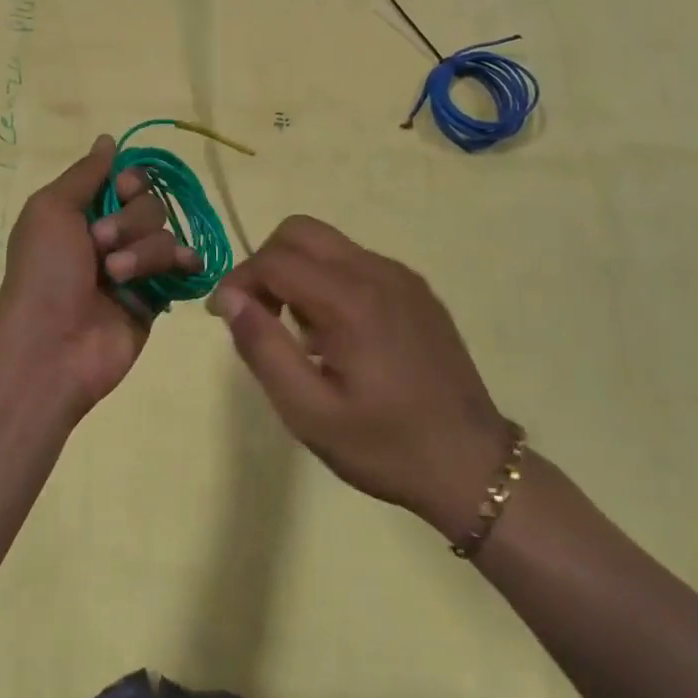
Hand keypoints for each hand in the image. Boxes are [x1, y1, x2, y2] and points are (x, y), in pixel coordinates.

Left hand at [0, 135, 200, 417]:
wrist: (52, 345)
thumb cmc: (44, 271)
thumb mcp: (51, 209)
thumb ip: (86, 173)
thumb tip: (108, 139)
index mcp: (83, 212)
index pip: (127, 179)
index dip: (131, 181)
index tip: (121, 190)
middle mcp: (111, 235)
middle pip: (151, 204)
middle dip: (130, 221)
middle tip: (101, 244)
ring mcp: (136, 268)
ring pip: (166, 235)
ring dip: (143, 252)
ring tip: (116, 278)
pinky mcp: (156, 297)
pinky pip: (183, 267)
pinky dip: (185, 263)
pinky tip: (183, 267)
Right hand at [208, 215, 513, 540]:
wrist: (472, 466)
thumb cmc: (384, 445)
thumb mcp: (309, 412)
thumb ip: (263, 347)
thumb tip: (230, 298)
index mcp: (350, 300)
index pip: (275, 259)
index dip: (239, 280)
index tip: (225, 316)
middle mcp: (377, 271)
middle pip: (301, 231)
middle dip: (267, 262)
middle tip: (261, 314)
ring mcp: (402, 276)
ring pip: (329, 243)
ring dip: (298, 271)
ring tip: (300, 332)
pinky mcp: (417, 289)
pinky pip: (357, 262)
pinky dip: (329, 280)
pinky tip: (338, 333)